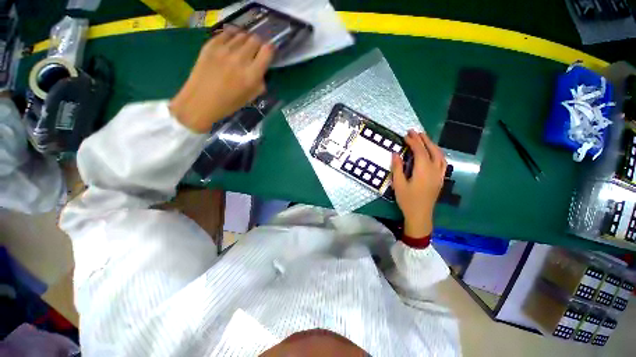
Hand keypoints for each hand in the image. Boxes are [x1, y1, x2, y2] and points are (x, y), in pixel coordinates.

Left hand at [170, 28, 274, 132]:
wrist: (201, 101)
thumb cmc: (229, 103)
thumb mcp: (251, 96)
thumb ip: (260, 82)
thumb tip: (261, 70)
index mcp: (252, 74)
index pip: (267, 51)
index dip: (270, 50)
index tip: (268, 53)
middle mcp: (240, 58)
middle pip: (255, 39)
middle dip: (258, 44)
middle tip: (255, 50)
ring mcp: (224, 50)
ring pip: (241, 34)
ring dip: (245, 39)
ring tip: (243, 47)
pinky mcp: (211, 45)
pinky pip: (226, 33)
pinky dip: (232, 35)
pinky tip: (232, 42)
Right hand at [391, 130, 446, 237]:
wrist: (420, 215)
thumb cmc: (407, 200)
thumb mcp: (398, 184)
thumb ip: (397, 168)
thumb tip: (395, 153)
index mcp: (423, 171)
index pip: (420, 151)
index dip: (413, 142)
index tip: (406, 135)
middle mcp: (434, 170)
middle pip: (431, 150)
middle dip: (423, 139)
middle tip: (415, 132)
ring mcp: (439, 174)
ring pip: (439, 155)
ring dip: (432, 145)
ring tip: (424, 138)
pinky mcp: (440, 179)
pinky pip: (442, 162)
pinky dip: (438, 153)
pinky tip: (433, 153)